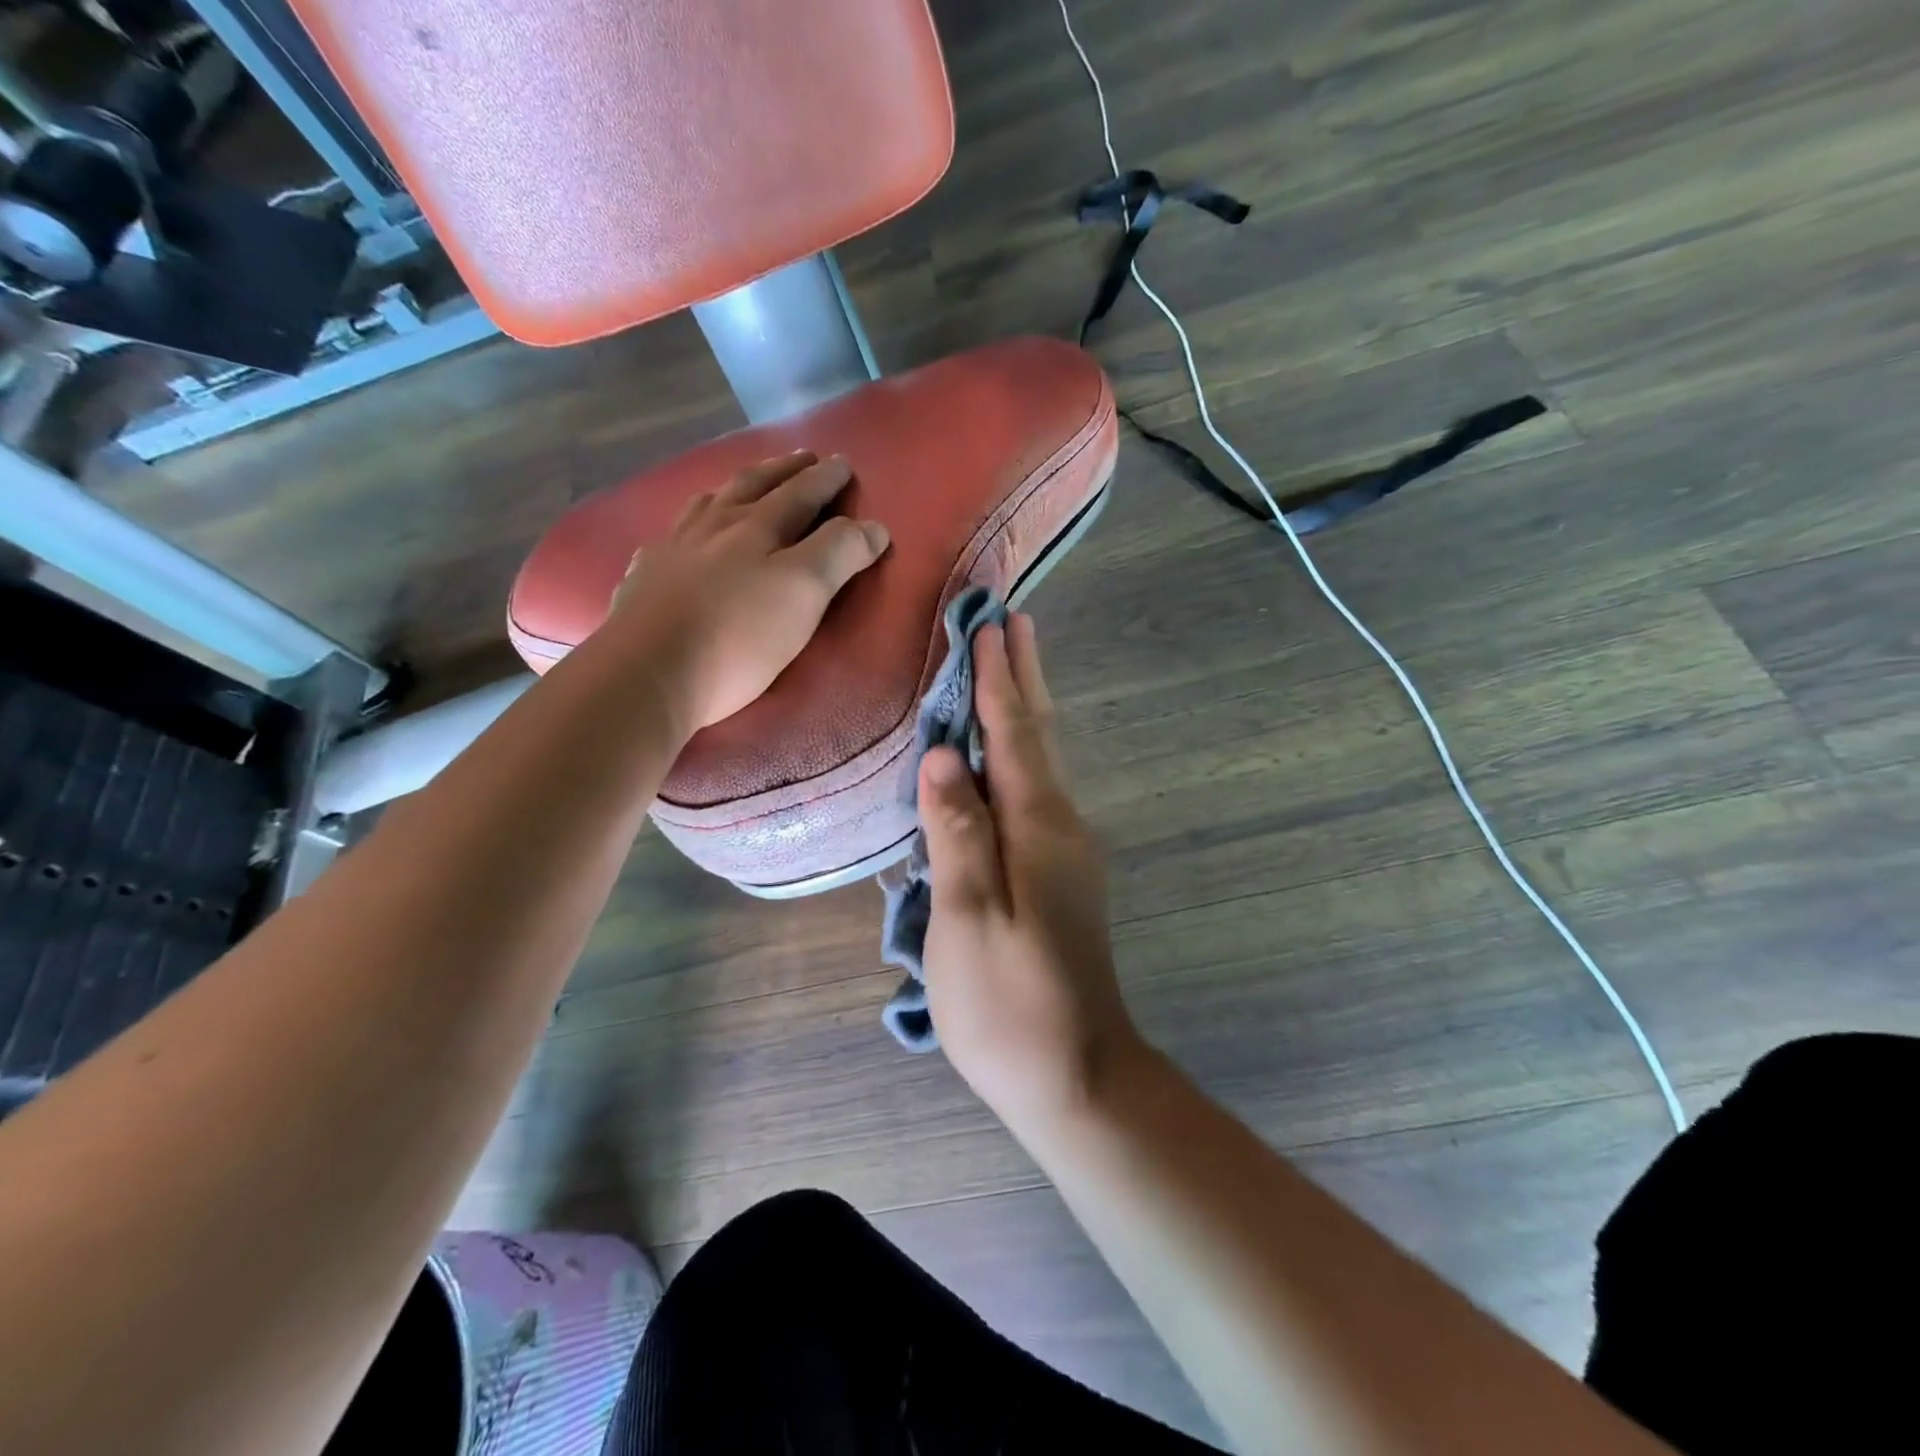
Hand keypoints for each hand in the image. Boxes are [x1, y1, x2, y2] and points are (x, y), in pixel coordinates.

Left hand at [609, 451, 888, 732]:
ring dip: (733, 489)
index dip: (825, 479)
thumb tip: (874, 526)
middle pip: (753, 487)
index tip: (842, 463)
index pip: (801, 493)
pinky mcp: (644, 579)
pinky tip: (680, 537)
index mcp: (759, 527)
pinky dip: (685, 528)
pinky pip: (669, 538)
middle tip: (802, 458)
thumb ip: (840, 553)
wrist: (649, 671)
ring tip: (743, 485)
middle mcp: (714, 527)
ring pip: (707, 504)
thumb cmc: (739, 637)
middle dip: (782, 471)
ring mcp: (673, 549)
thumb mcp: (804, 593)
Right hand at [919, 614, 1146, 1127]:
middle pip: (1039, 737)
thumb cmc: (1009, 1002)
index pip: (1014, 734)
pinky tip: (1006, 754)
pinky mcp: (1059, 875)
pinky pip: (1034, 792)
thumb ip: (957, 832)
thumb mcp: (969, 917)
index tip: (991, 625)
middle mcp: (1061, 827)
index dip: (998, 680)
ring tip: (1011, 667)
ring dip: (1025, 709)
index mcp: (1038, 828)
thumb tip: (944, 756)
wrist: (1075, 1074)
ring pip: (1041, 762)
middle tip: (1014, 622)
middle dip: (1024, 677)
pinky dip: (1020, 753)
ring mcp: (1065, 852)